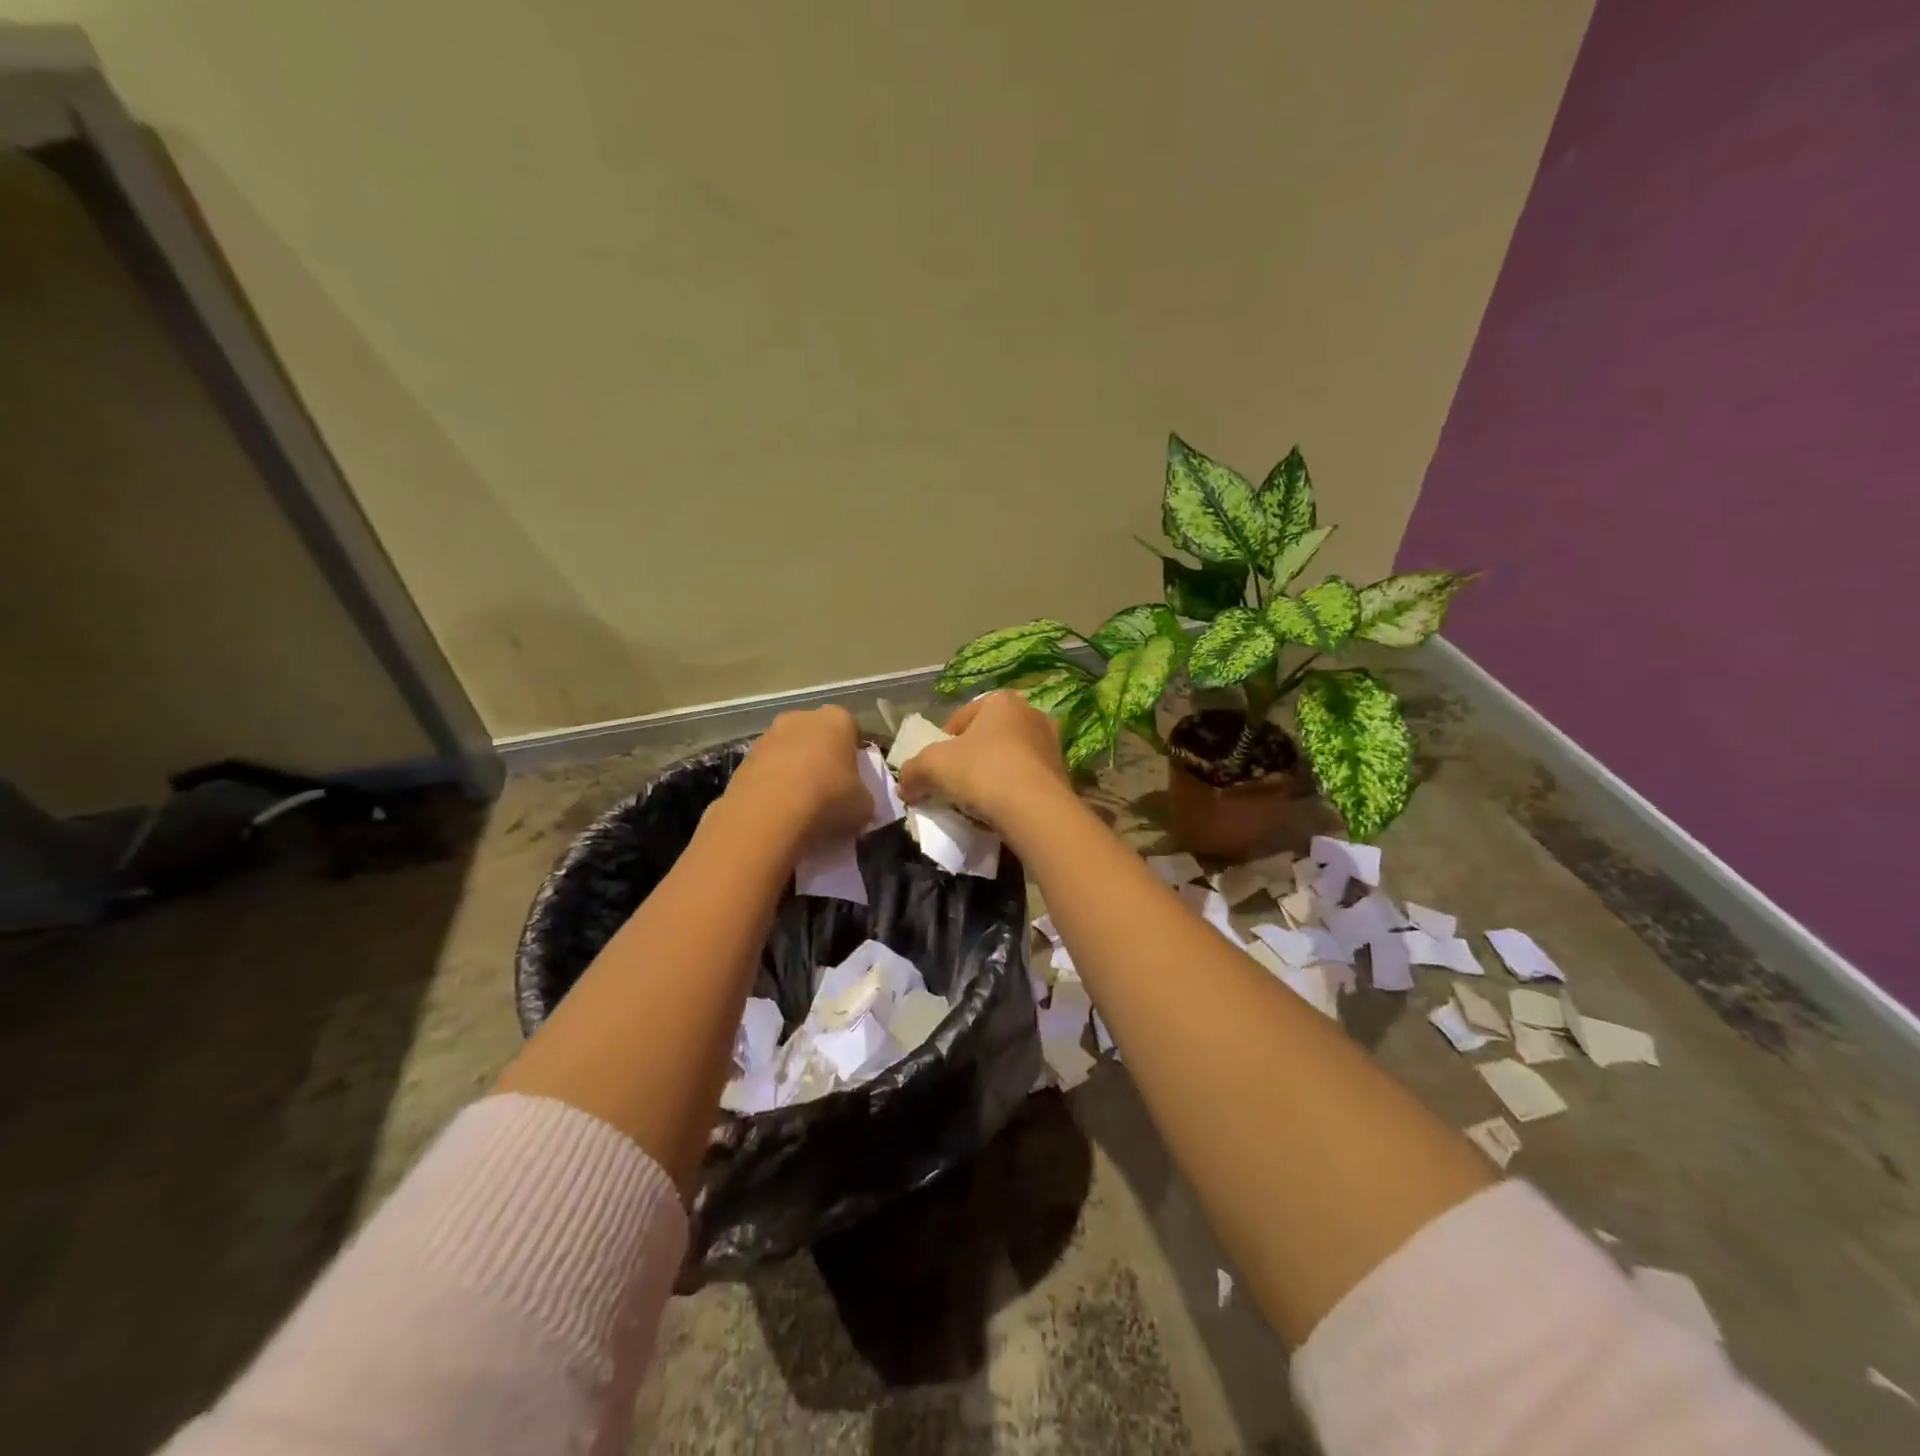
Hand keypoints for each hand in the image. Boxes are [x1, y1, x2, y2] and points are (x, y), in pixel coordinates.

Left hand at [725, 705, 869, 845]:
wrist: (768, 817)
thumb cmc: (828, 800)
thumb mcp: (864, 806)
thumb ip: (864, 798)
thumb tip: (859, 803)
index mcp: (837, 720)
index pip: (852, 730)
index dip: (854, 755)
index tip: (855, 780)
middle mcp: (800, 717)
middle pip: (817, 736)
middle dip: (822, 758)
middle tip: (829, 791)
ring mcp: (767, 736)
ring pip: (788, 752)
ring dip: (794, 771)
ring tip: (800, 805)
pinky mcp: (743, 759)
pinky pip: (766, 771)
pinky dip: (772, 785)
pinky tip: (778, 811)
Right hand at [897, 690, 1073, 831]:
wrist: (1035, 810)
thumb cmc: (981, 772)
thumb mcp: (931, 767)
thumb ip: (912, 772)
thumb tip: (905, 786)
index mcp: (1001, 700)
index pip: (960, 719)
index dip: (942, 744)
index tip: (935, 770)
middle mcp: (1031, 714)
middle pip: (988, 737)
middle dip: (970, 758)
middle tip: (955, 784)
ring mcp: (1052, 744)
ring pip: (1010, 758)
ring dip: (993, 775)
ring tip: (977, 801)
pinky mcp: (1063, 774)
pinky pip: (1028, 779)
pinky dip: (1013, 791)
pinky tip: (1001, 810)